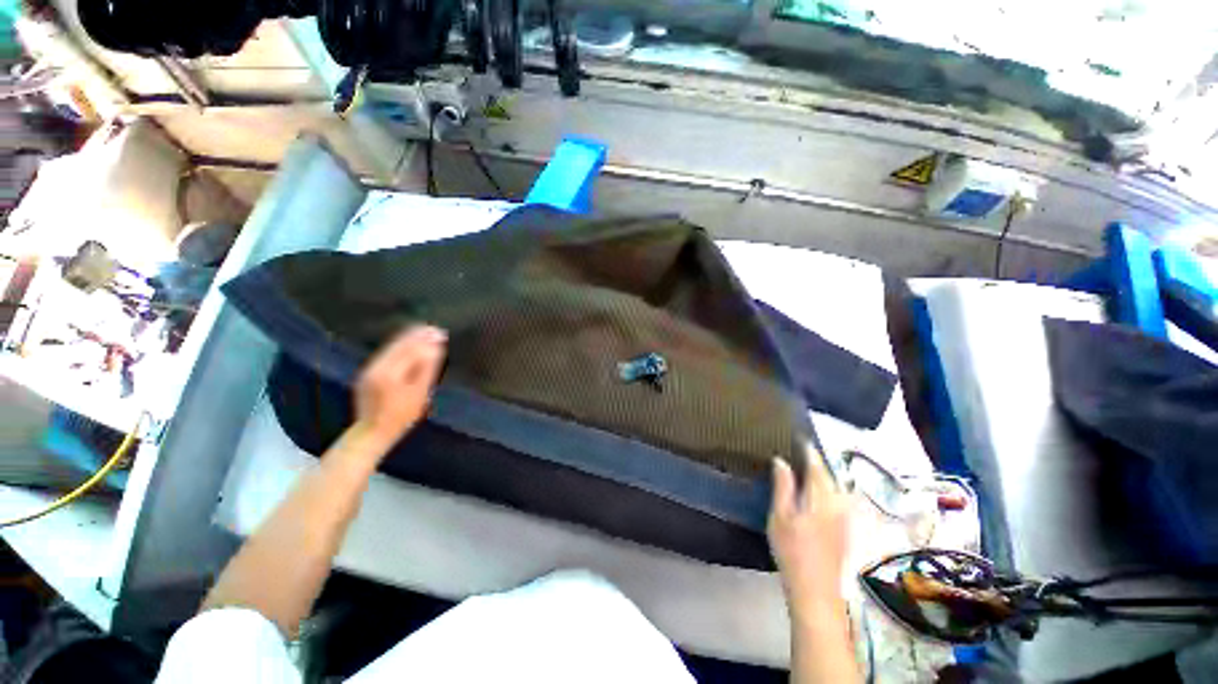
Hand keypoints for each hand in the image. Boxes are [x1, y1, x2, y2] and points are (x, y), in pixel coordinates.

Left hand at [353, 326, 446, 449]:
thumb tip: (434, 347)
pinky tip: (409, 342)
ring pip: (391, 347)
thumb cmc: (402, 416)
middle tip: (435, 329)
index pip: (411, 349)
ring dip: (409, 338)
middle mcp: (375, 367)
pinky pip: (386, 353)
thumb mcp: (420, 394)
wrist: (372, 432)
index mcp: (389, 373)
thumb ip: (426, 368)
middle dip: (417, 335)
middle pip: (399, 345)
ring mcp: (369, 369)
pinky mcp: (367, 372)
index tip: (440, 332)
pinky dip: (400, 345)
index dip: (426, 339)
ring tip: (424, 331)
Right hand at [768, 445, 850, 616]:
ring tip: (804, 465)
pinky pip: (836, 498)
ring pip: (834, 486)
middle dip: (816, 460)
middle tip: (798, 449)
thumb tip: (781, 460)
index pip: (816, 465)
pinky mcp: (844, 528)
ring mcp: (844, 517)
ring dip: (821, 474)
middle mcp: (838, 503)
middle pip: (829, 475)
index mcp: (821, 497)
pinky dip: (826, 487)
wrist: (815, 590)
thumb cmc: (792, 550)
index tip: (798, 436)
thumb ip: (783, 486)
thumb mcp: (780, 516)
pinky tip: (814, 490)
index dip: (808, 450)